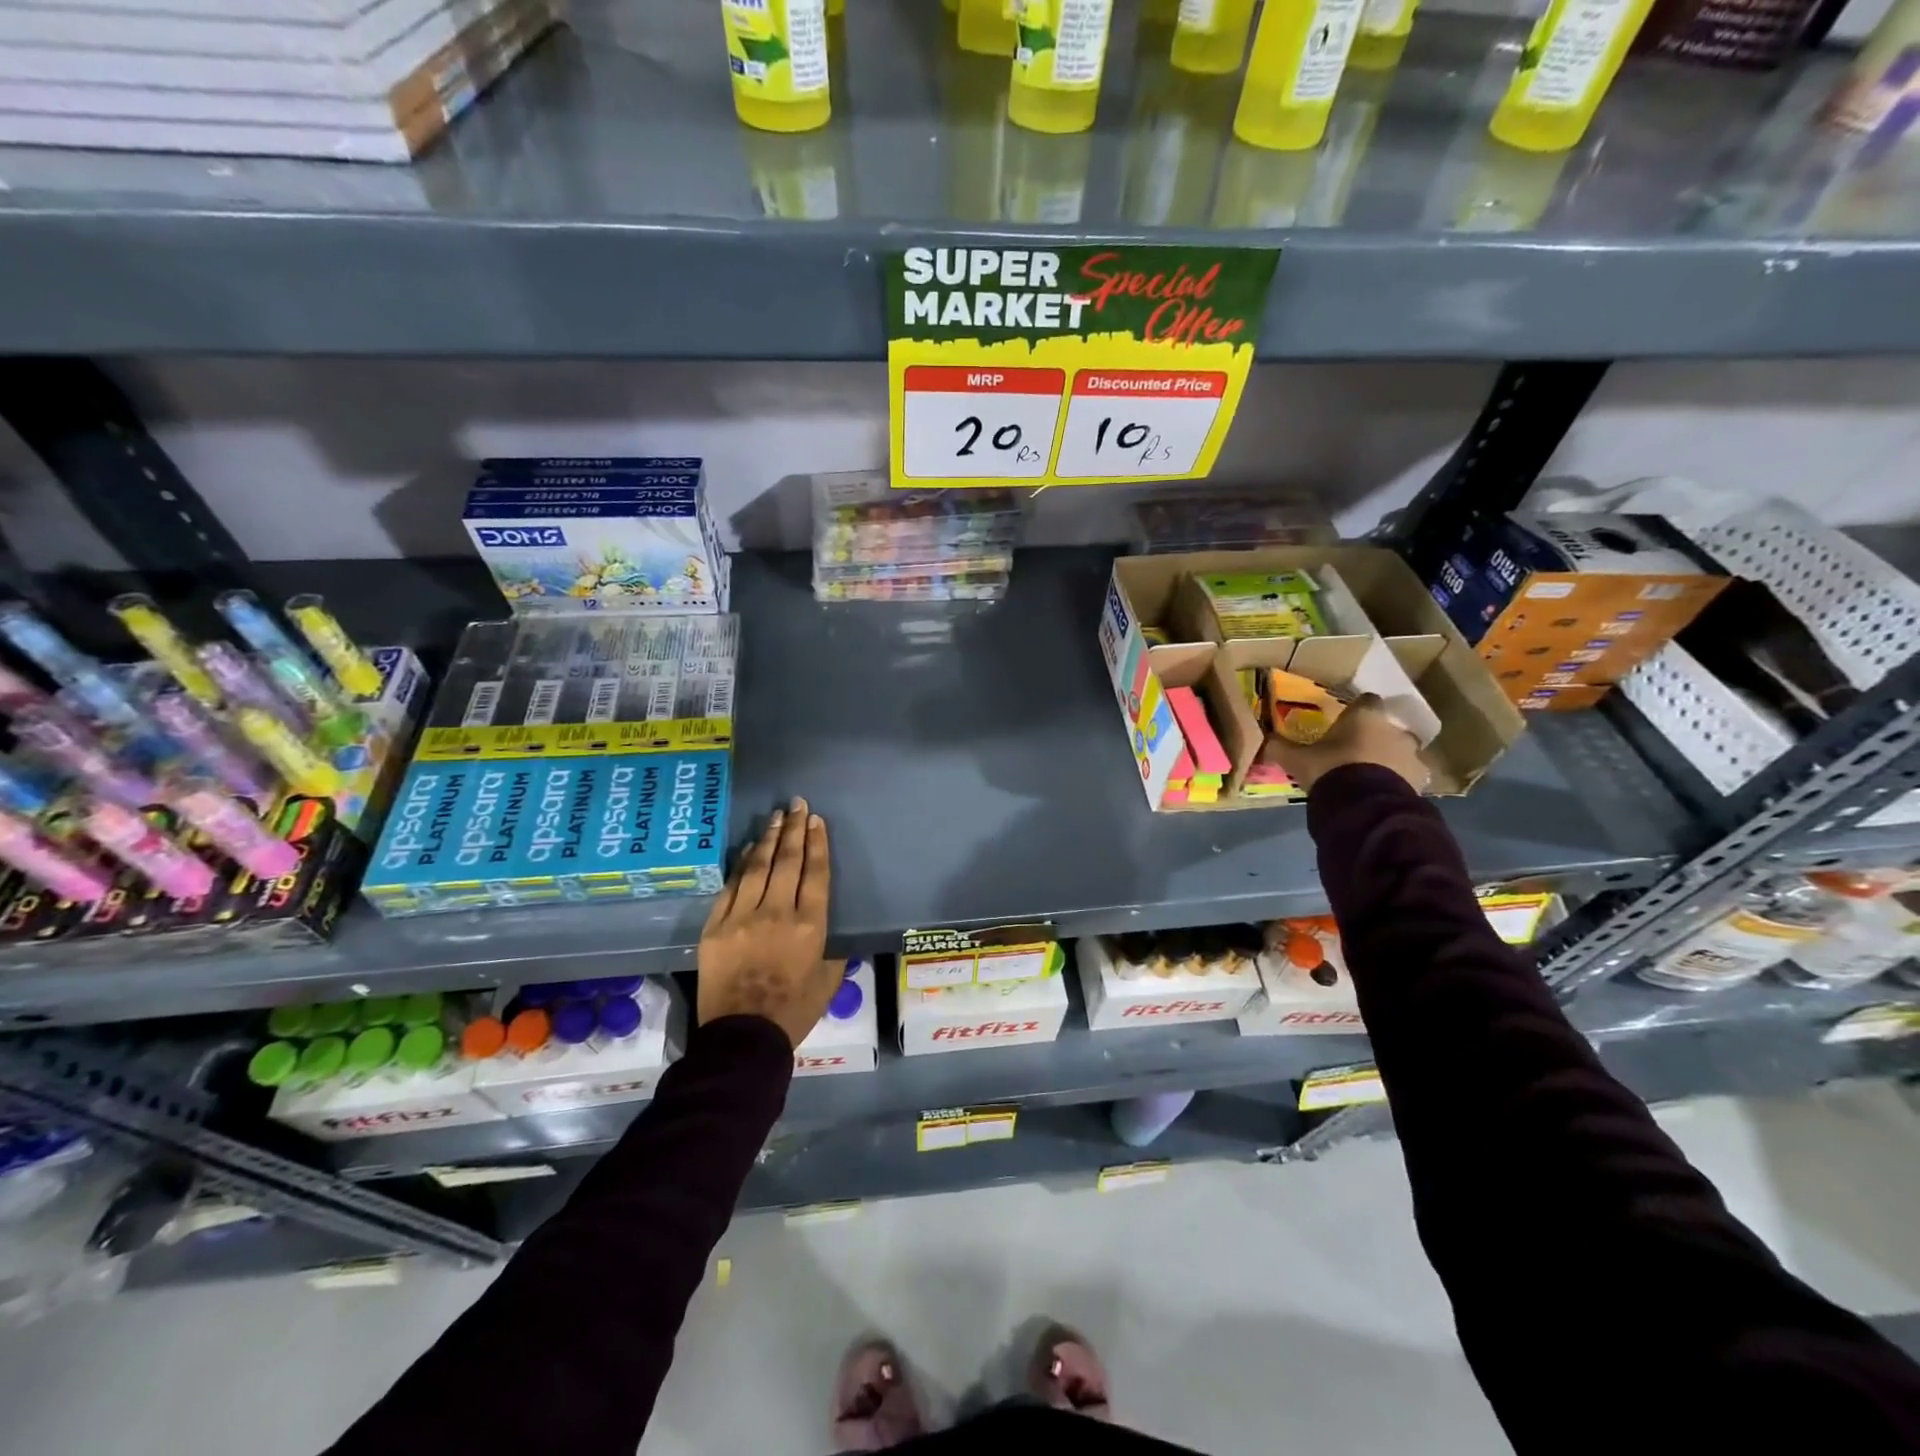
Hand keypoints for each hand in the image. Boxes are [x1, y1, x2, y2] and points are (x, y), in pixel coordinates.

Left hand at [698, 797, 835, 1047]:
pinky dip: (741, 864)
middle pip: (787, 861)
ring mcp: (742, 917)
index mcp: (810, 926)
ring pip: (758, 867)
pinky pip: (731, 886)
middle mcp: (777, 913)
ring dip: (768, 838)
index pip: (815, 873)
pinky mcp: (716, 926)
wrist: (742, 1037)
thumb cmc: (794, 1011)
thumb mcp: (829, 980)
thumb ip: (832, 947)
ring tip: (776, 816)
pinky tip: (749, 848)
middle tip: (797, 804)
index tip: (816, 821)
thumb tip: (826, 923)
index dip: (817, 843)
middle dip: (794, 829)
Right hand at [1268, 694, 1429, 794]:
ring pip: (1401, 751)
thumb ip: (1280, 747)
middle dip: (1375, 736)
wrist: (1363, 804)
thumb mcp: (1296, 759)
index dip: (1357, 710)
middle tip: (1355, 751)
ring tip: (1371, 775)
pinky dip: (1399, 780)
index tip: (1346, 721)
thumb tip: (1263, 740)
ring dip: (1390, 758)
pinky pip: (1410, 775)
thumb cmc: (1330, 769)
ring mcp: (1411, 754)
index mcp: (1365, 716)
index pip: (1367, 700)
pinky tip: (1383, 792)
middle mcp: (1393, 728)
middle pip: (1387, 726)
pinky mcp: (1421, 779)